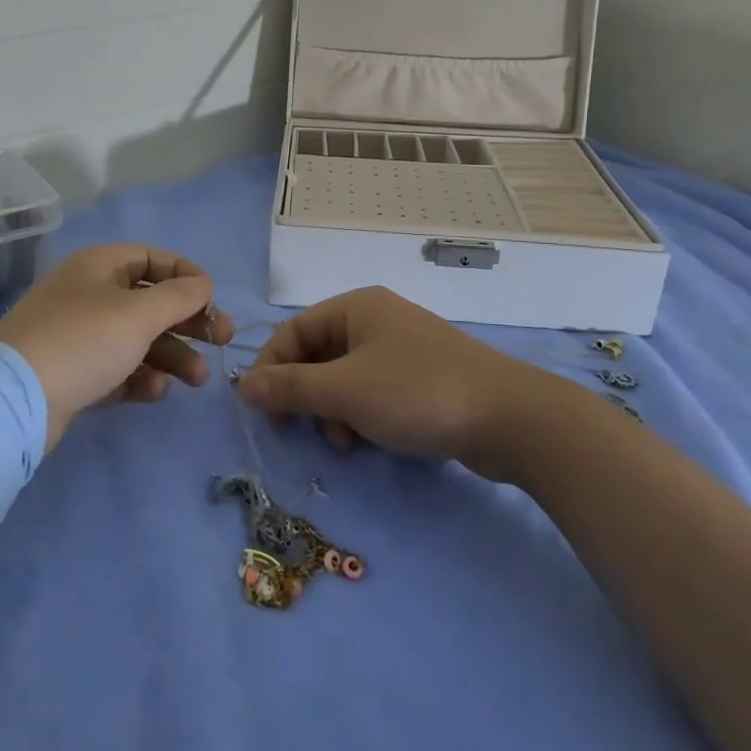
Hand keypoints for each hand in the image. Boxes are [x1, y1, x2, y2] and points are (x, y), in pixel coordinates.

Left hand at [0, 244, 231, 450]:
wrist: (13, 400)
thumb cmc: (83, 341)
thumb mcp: (139, 313)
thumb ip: (180, 296)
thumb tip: (204, 284)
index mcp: (100, 266)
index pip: (154, 259)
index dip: (188, 276)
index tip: (213, 301)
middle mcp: (89, 293)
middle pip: (150, 301)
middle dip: (188, 322)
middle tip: (222, 341)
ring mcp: (79, 334)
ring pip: (138, 338)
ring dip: (171, 355)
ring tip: (198, 379)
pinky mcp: (73, 372)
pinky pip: (118, 367)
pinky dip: (140, 375)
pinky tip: (155, 391)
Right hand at [237, 286, 538, 478]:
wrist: (508, 418)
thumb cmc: (416, 393)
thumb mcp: (345, 391)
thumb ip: (290, 388)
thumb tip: (242, 385)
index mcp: (356, 307)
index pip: (294, 331)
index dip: (272, 368)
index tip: (260, 409)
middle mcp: (377, 320)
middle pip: (319, 355)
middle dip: (307, 396)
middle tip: (300, 431)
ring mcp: (402, 349)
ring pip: (345, 379)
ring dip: (334, 412)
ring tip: (347, 443)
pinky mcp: (422, 378)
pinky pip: (374, 392)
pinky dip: (363, 416)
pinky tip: (371, 442)